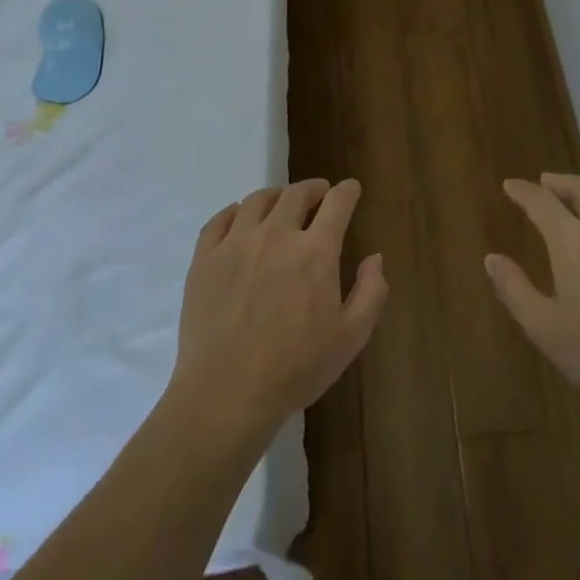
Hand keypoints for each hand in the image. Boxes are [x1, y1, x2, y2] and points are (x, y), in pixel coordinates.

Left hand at [173, 179, 387, 437]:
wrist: (227, 391)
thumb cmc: (296, 368)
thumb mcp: (351, 337)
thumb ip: (371, 292)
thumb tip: (374, 257)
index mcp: (315, 251)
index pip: (337, 203)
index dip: (347, 191)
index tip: (350, 188)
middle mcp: (276, 234)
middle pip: (296, 194)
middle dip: (313, 189)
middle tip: (318, 194)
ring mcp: (236, 243)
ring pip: (257, 200)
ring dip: (276, 195)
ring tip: (281, 202)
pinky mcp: (205, 258)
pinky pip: (220, 220)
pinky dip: (235, 211)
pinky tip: (239, 217)